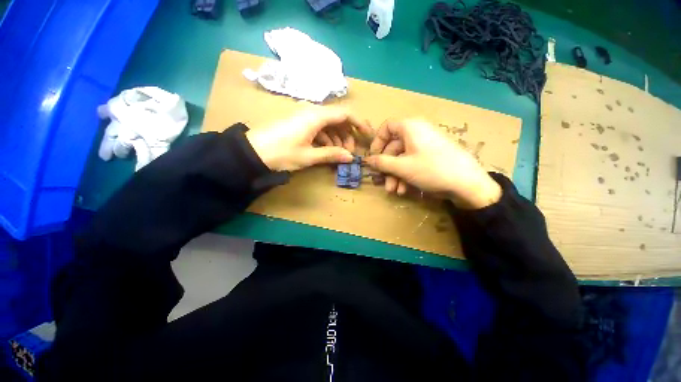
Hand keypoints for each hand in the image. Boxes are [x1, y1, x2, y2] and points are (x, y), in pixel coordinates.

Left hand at [246, 105, 372, 171]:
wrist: (252, 152)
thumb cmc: (281, 153)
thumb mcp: (309, 156)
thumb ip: (331, 154)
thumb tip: (350, 157)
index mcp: (317, 116)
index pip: (345, 114)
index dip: (360, 123)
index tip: (368, 136)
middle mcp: (313, 112)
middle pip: (338, 119)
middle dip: (348, 135)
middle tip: (349, 152)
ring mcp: (306, 117)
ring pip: (329, 125)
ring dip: (337, 139)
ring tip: (339, 154)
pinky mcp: (300, 124)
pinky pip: (319, 128)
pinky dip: (327, 139)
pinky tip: (327, 150)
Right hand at [365, 119, 500, 208]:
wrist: (468, 183)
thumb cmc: (431, 169)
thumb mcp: (402, 167)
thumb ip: (382, 163)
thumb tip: (367, 160)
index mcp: (410, 128)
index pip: (387, 128)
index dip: (377, 142)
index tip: (373, 158)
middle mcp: (417, 133)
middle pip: (394, 147)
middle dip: (387, 168)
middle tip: (383, 182)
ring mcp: (425, 146)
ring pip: (402, 158)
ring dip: (395, 175)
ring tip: (395, 191)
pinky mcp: (432, 157)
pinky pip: (413, 163)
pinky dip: (406, 176)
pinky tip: (405, 190)